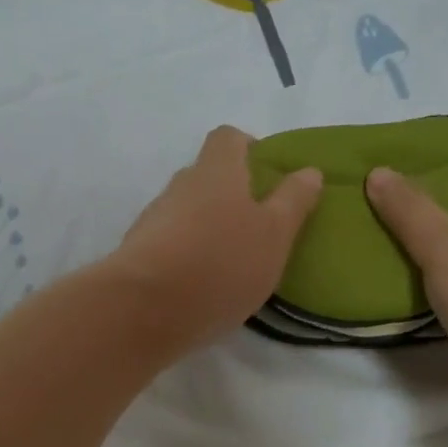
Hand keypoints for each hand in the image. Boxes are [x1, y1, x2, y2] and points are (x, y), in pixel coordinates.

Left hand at [109, 126, 322, 354]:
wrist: (143, 308)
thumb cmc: (221, 262)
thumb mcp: (275, 233)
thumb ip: (293, 201)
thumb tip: (308, 170)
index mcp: (215, 170)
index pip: (228, 138)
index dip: (249, 148)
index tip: (269, 176)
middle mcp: (180, 185)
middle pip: (208, 176)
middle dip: (233, 194)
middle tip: (260, 226)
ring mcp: (154, 218)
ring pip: (189, 211)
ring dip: (210, 227)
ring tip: (235, 261)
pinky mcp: (139, 252)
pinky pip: (172, 241)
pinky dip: (190, 253)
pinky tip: (206, 284)